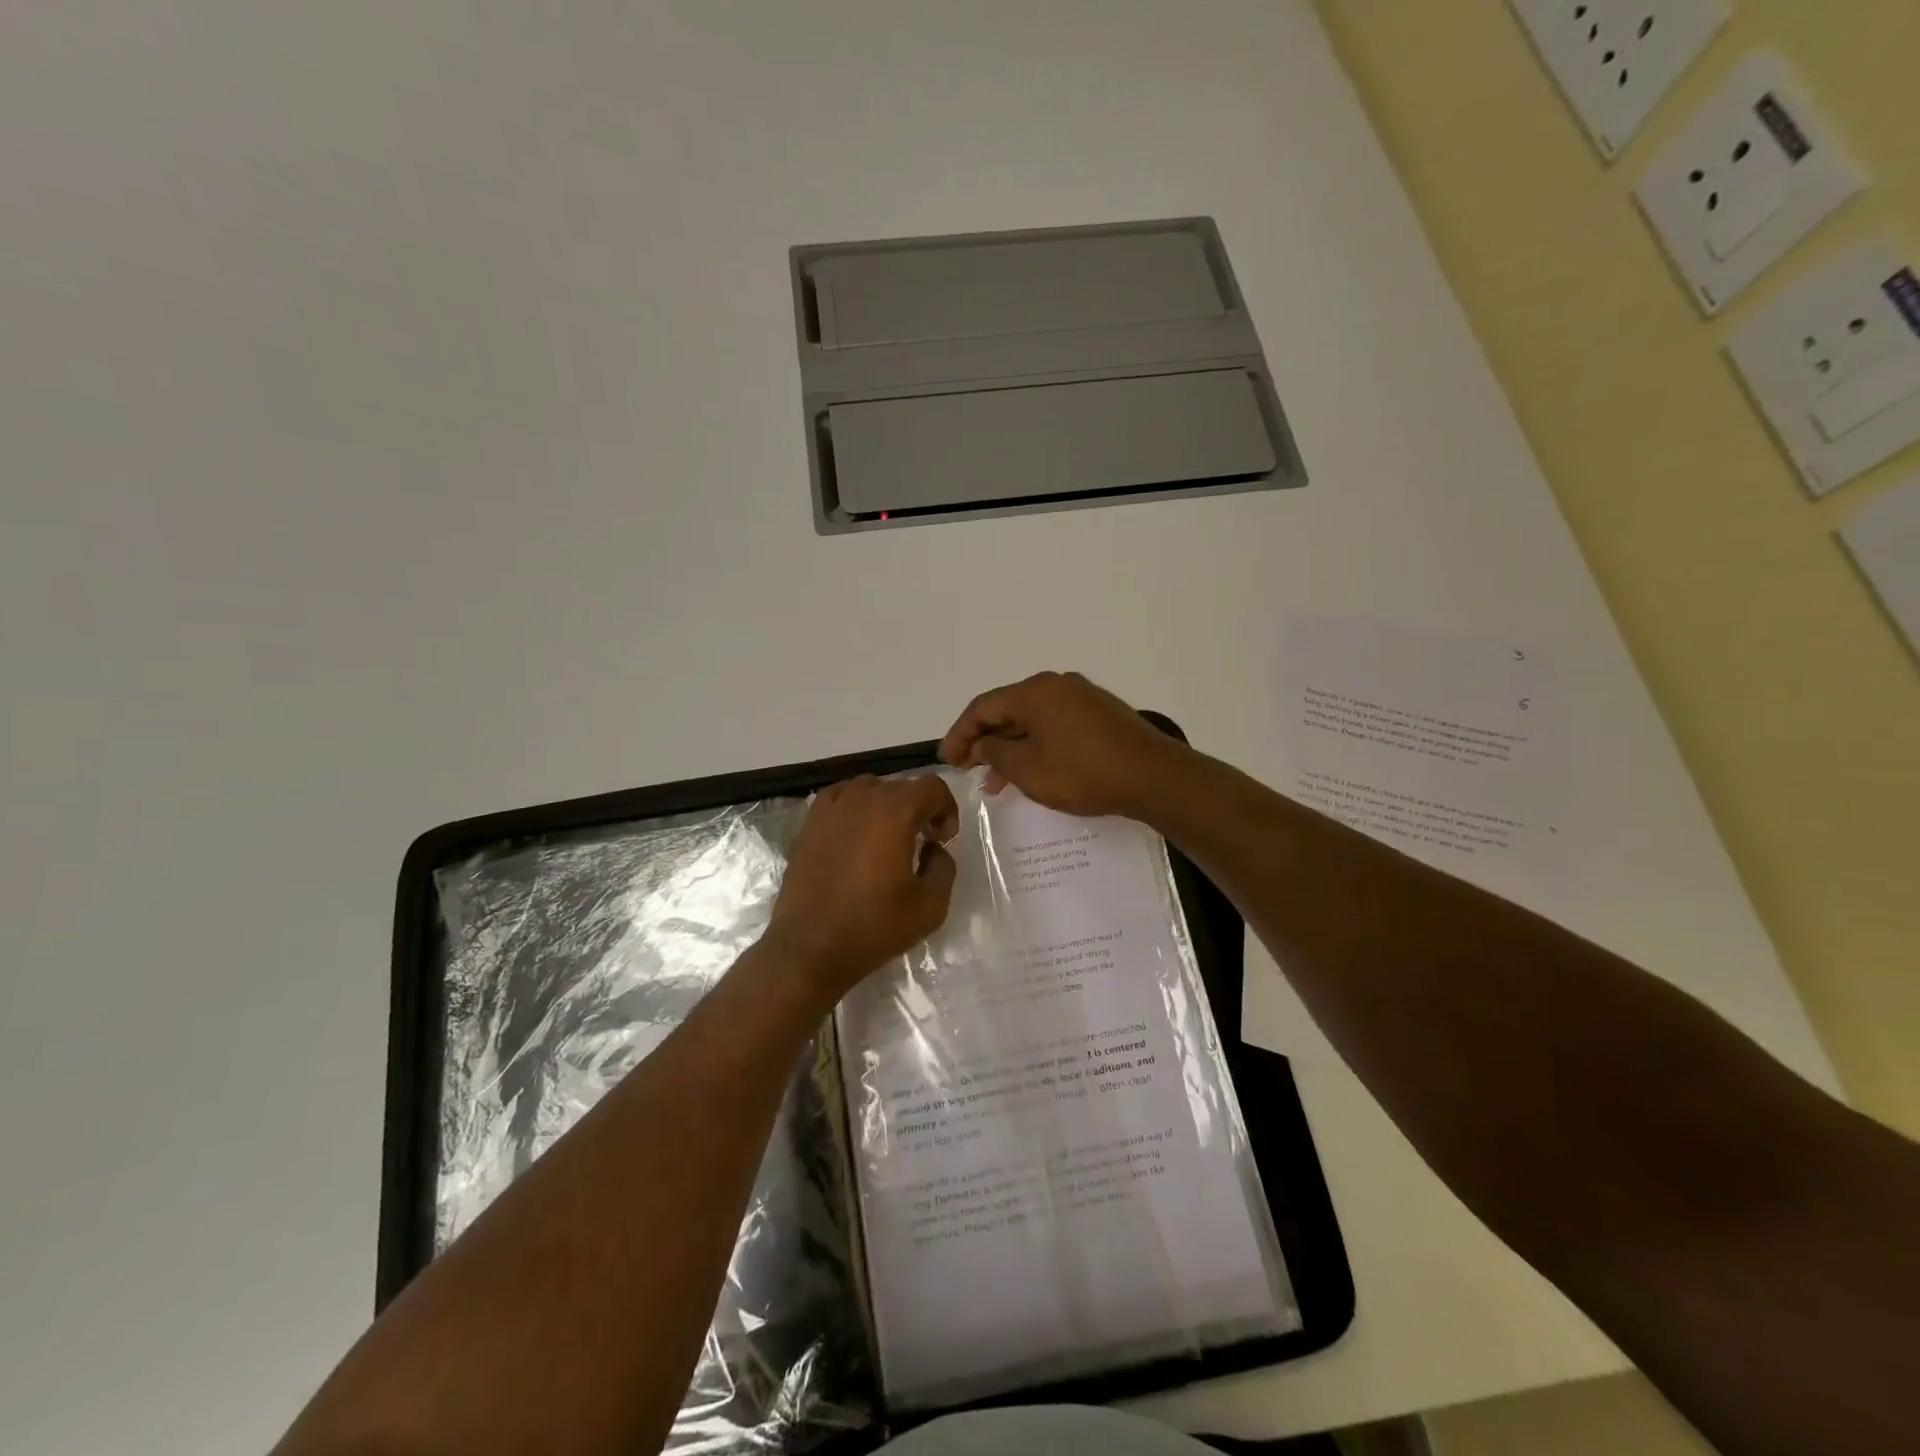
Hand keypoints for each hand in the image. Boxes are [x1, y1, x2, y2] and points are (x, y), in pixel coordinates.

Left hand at [763, 774, 959, 1002]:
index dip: (946, 808)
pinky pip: (840, 797)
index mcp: (895, 813)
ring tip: (888, 838)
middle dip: (919, 809)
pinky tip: (856, 833)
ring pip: (870, 788)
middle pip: (902, 786)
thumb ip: (944, 867)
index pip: (932, 786)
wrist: (810, 948)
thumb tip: (933, 848)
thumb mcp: (930, 906)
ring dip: (887, 806)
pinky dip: (855, 807)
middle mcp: (863, 799)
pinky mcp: (810, 823)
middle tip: (922, 843)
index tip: (943, 840)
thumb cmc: (873, 927)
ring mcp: (831, 808)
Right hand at [939, 671, 1191, 819]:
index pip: (983, 707)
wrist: (1153, 777)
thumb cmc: (1084, 773)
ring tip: (997, 781)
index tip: (948, 760)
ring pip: (1032, 720)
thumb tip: (982, 744)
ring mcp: (1082, 697)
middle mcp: (1057, 685)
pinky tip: (1031, 770)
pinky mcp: (1100, 714)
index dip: (959, 734)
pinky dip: (1036, 745)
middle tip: (969, 769)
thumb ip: (996, 753)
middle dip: (985, 741)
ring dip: (1011, 747)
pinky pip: (1054, 725)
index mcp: (1035, 692)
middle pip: (1008, 710)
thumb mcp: (1029, 769)